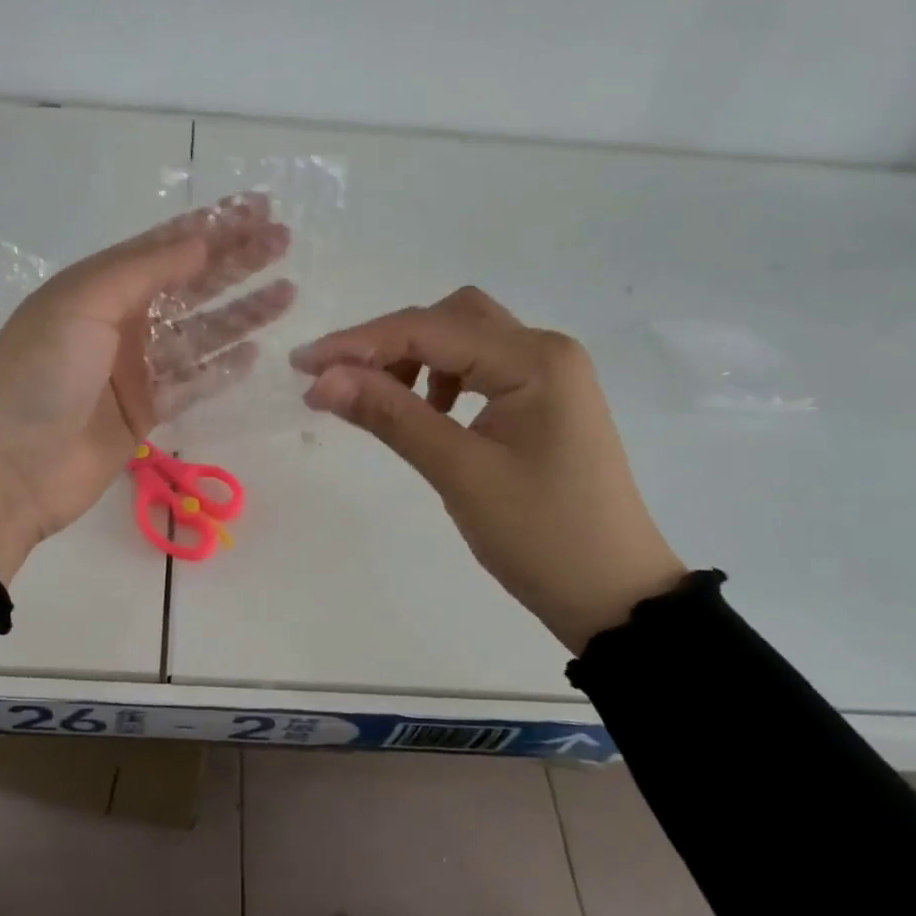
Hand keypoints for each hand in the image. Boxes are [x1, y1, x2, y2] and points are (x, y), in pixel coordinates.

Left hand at [0, 198, 293, 580]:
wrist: (7, 468)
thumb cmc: (40, 374)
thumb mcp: (84, 303)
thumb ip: (146, 270)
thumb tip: (201, 241)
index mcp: (97, 286)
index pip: (165, 245)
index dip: (213, 226)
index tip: (259, 210)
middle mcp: (118, 321)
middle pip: (188, 284)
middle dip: (235, 262)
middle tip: (284, 242)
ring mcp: (132, 370)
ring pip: (198, 334)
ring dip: (240, 313)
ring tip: (287, 293)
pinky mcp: (144, 413)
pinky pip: (192, 383)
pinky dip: (221, 369)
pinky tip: (255, 353)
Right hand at [291, 288, 684, 651]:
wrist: (614, 596)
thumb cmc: (542, 536)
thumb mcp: (459, 472)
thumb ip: (390, 416)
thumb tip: (322, 380)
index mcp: (534, 359)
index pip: (429, 330)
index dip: (358, 344)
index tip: (301, 366)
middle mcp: (544, 350)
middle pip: (448, 319)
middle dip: (386, 343)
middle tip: (335, 381)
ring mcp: (548, 374)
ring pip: (463, 339)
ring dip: (414, 358)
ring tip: (380, 400)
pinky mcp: (542, 401)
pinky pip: (478, 368)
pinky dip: (440, 378)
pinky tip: (425, 412)